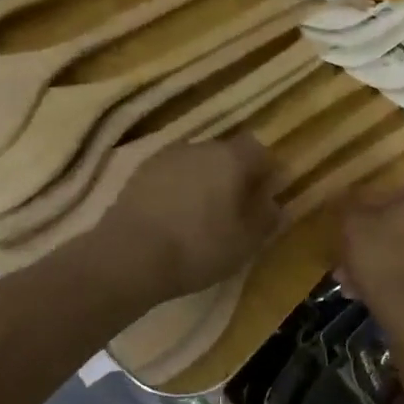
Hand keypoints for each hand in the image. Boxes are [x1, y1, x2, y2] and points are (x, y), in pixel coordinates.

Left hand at [97, 136, 280, 300]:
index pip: (259, 151)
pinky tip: (174, 220)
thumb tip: (275, 204)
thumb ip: (266, 218)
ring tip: (202, 218)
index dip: (266, 172)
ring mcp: (164, 158)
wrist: (129, 256)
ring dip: (203, 184)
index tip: (266, 198)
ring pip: (195, 165)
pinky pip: (170, 178)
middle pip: (225, 154)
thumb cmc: (199, 247)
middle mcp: (198, 147)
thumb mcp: (245, 242)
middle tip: (236, 210)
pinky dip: (177, 192)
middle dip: (234, 177)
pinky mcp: (137, 174)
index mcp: (231, 158)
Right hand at [338, 188, 403, 335]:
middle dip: (367, 243)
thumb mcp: (353, 225)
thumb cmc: (382, 257)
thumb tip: (345, 196)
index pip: (383, 197)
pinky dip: (391, 280)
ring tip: (350, 283)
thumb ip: (348, 205)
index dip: (358, 215)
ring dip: (375, 264)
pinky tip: (368, 294)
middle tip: (343, 261)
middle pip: (393, 226)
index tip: (342, 232)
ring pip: (400, 251)